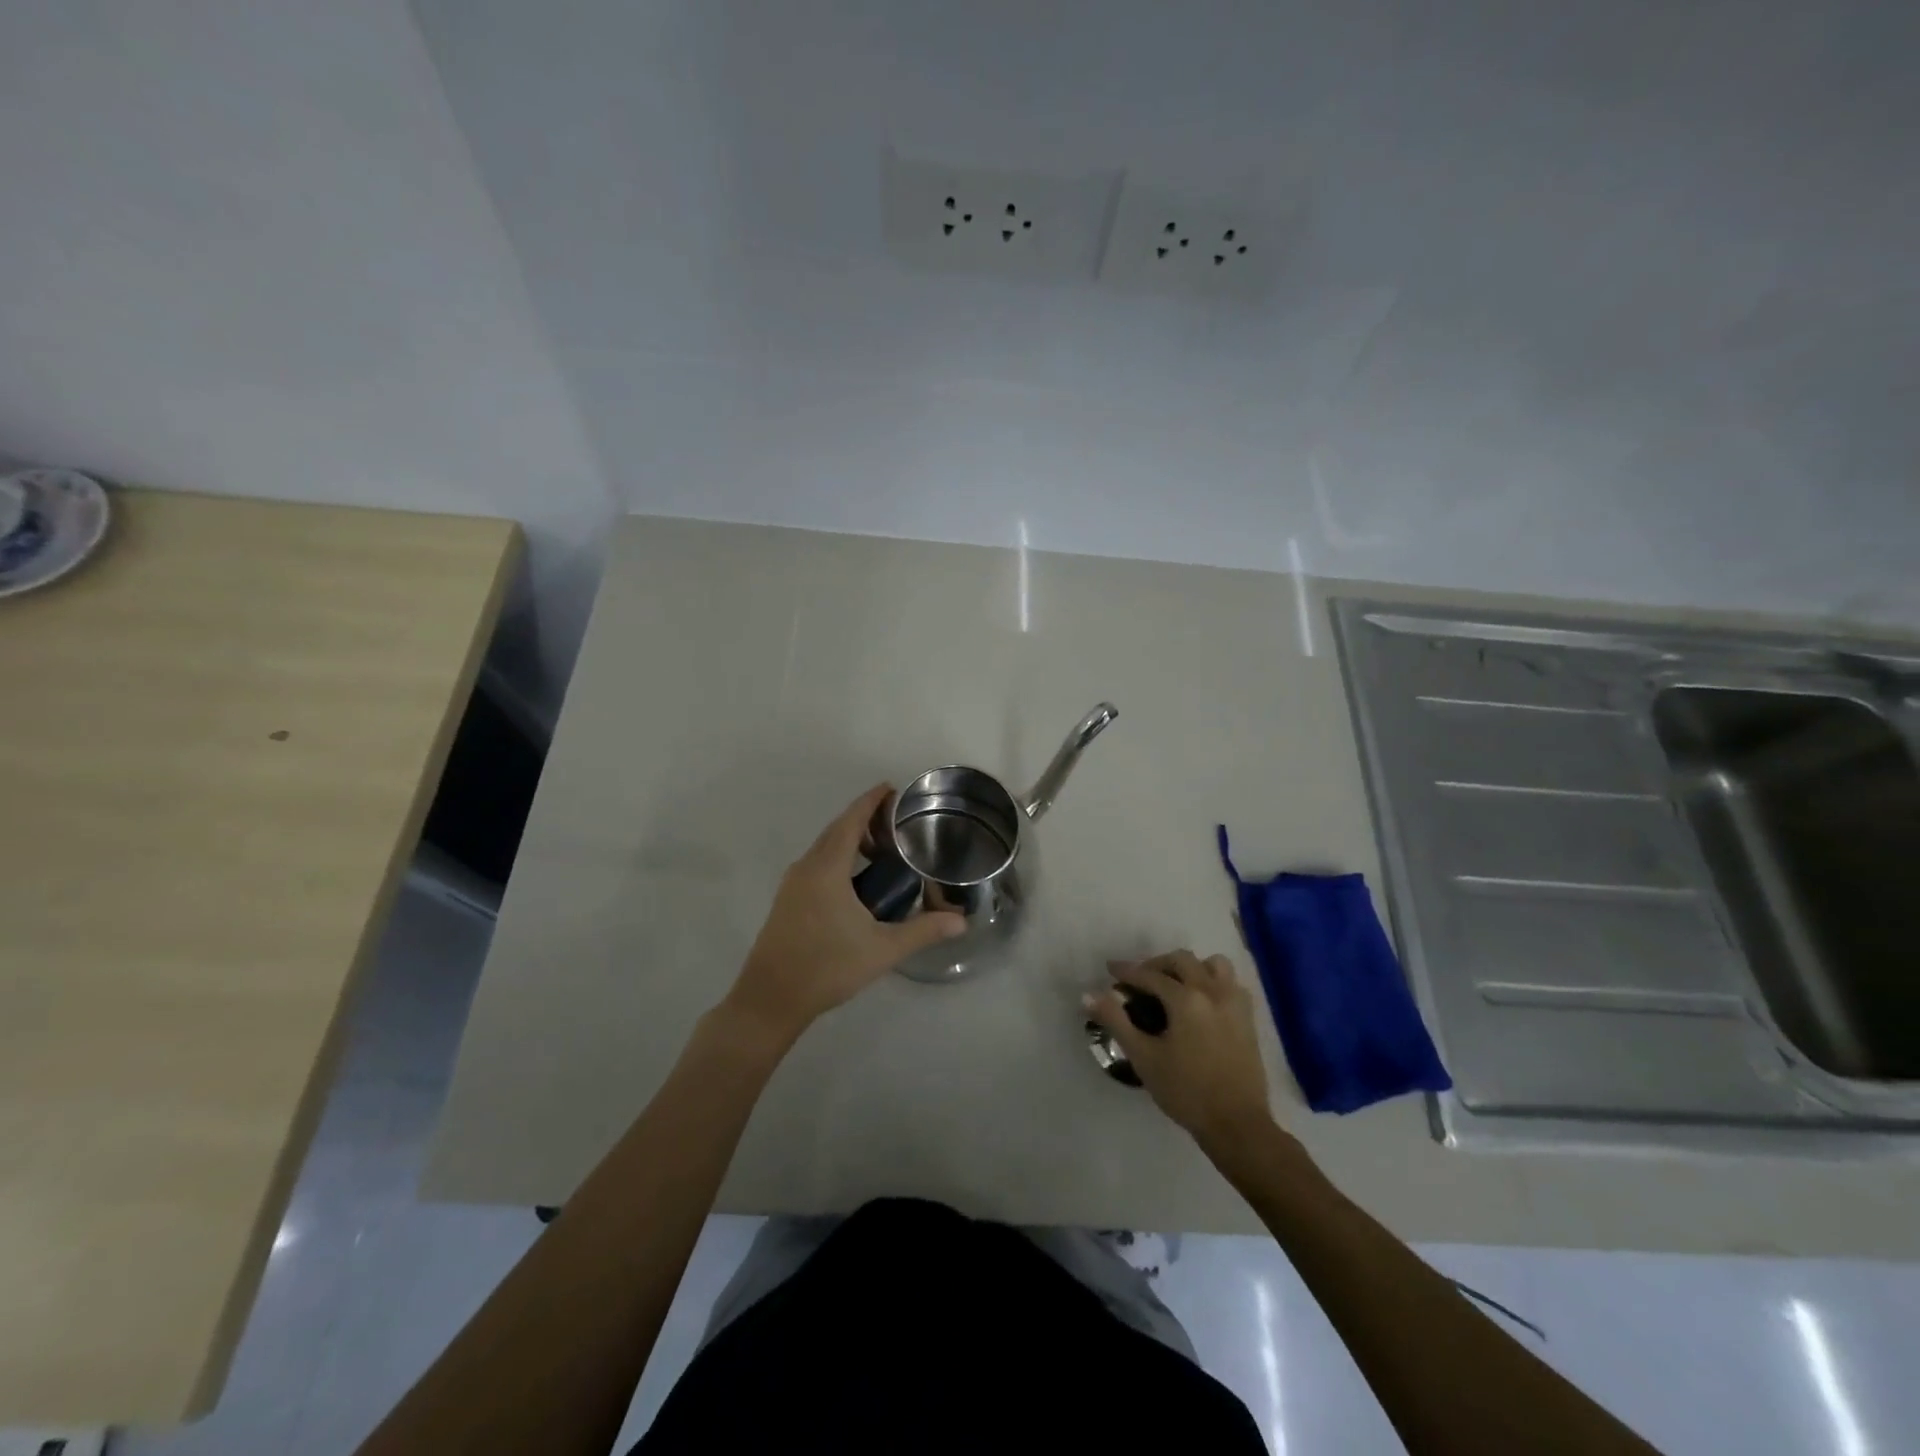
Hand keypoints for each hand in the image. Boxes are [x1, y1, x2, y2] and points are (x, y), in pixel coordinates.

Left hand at [723, 784, 965, 1043]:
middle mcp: (806, 867)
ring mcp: (793, 883)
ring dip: (851, 839)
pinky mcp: (788, 899)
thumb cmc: (827, 967)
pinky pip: (817, 863)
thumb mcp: (882, 949)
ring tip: (883, 850)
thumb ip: (923, 930)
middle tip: (898, 821)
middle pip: (837, 829)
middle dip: (865, 818)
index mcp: (827, 868)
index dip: (871, 801)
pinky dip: (839, 857)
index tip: (892, 788)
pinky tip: (858, 880)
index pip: (851, 820)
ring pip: (825, 847)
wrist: (770, 999)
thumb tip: (961, 922)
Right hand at [1085, 951, 1275, 1145]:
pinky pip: (1230, 983)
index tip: (1110, 969)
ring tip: (1175, 985)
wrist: (1237, 1124)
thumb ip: (1115, 1021)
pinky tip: (1201, 1002)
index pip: (1150, 975)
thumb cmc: (1186, 1091)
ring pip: (1213, 964)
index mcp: (1186, 999)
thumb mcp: (1143, 1057)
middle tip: (1139, 980)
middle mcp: (1212, 991)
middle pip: (1182, 960)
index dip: (1127, 971)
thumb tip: (1088, 995)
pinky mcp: (1248, 1018)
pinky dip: (1212, 981)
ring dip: (1191, 968)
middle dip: (1156, 964)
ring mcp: (1234, 1003)